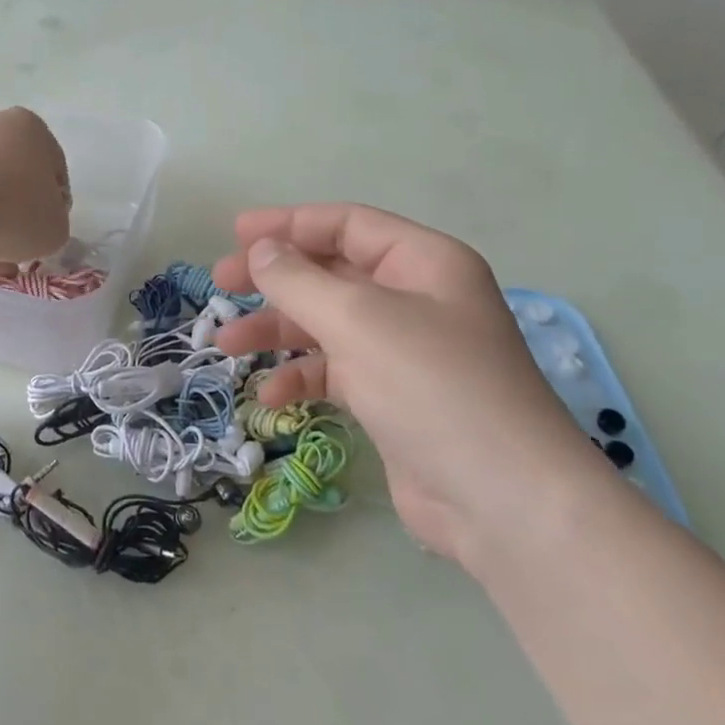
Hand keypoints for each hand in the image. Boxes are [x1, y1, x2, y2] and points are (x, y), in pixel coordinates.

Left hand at [0, 108, 70, 269]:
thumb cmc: (13, 211)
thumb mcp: (55, 230)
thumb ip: (54, 226)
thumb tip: (35, 228)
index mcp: (32, 129)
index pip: (54, 174)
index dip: (54, 210)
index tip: (44, 236)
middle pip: (15, 182)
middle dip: (17, 219)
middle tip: (16, 251)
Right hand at [213, 205, 608, 566]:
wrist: (502, 500)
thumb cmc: (432, 387)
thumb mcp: (357, 320)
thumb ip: (299, 279)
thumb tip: (261, 250)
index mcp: (424, 263)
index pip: (348, 225)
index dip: (289, 224)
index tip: (236, 234)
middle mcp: (417, 299)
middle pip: (332, 272)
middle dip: (275, 279)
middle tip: (221, 284)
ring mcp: (406, 351)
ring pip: (327, 324)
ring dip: (277, 331)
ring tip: (227, 344)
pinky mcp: (394, 398)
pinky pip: (337, 372)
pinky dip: (302, 377)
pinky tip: (270, 396)